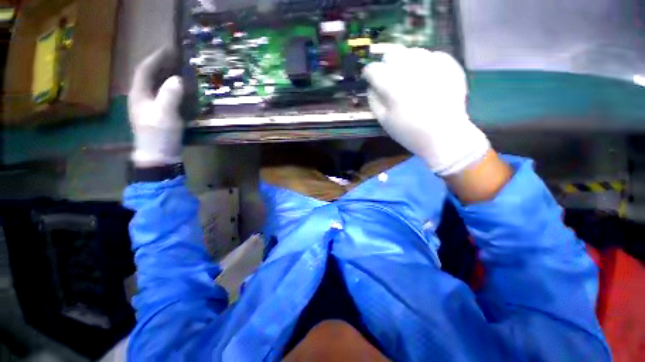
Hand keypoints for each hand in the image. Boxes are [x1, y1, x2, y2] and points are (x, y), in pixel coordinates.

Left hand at [129, 47, 183, 166]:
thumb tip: (177, 79)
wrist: (159, 156)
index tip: (169, 49)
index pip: (144, 70)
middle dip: (162, 65)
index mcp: (139, 95)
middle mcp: (142, 97)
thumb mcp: (165, 115)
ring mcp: (150, 107)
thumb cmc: (159, 135)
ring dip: (167, 76)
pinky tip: (182, 90)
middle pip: (150, 76)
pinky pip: (165, 96)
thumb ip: (170, 95)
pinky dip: (172, 89)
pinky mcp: (159, 114)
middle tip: (178, 59)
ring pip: (157, 86)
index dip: (155, 58)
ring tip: (181, 70)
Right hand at [363, 47, 489, 175]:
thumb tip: (370, 87)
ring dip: (405, 63)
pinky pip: (431, 56)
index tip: (369, 79)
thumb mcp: (384, 121)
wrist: (445, 134)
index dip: (368, 74)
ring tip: (409, 79)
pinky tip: (426, 79)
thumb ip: (373, 101)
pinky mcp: (448, 64)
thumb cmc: (409, 132)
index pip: (373, 69)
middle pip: (391, 53)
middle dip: (386, 65)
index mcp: (392, 85)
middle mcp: (410, 68)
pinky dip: (424, 65)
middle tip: (389, 78)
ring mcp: (431, 64)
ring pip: (411, 51)